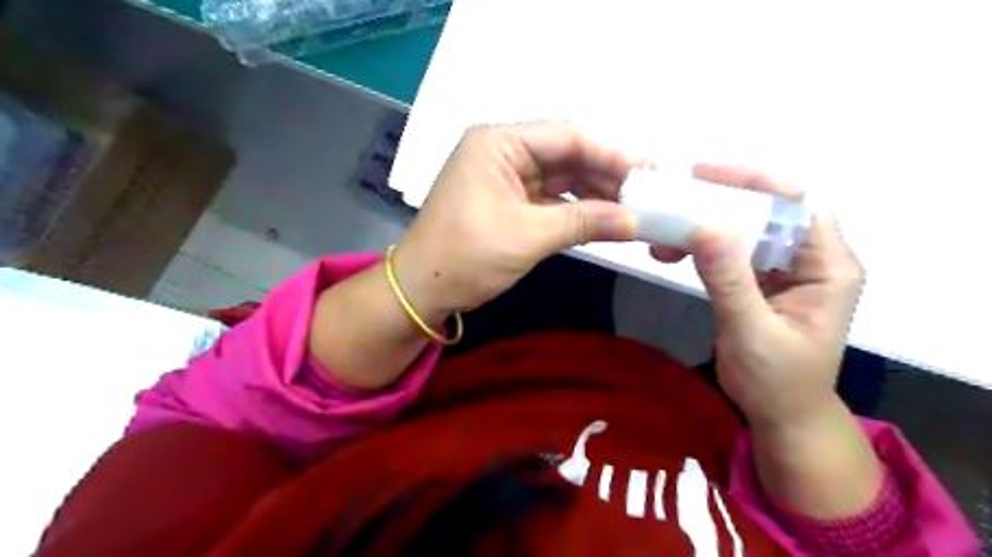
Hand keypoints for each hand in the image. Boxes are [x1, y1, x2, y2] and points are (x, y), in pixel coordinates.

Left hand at [394, 121, 635, 322]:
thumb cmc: (466, 256)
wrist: (423, 290)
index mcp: (499, 143)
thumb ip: (584, 222)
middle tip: (648, 194)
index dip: (611, 153)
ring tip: (634, 209)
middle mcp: (503, 152)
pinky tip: (605, 220)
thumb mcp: (527, 236)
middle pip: (567, 156)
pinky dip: (577, 210)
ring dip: (595, 194)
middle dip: (606, 175)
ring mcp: (506, 178)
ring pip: (562, 179)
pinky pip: (552, 200)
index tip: (649, 173)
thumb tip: (636, 221)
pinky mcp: (510, 203)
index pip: (567, 137)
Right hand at [657, 163, 865, 427]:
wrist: (782, 415)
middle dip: (720, 201)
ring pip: (745, 228)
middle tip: (675, 197)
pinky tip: (673, 250)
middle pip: (768, 209)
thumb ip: (729, 281)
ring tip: (665, 231)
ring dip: (705, 225)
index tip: (705, 174)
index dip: (756, 182)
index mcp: (829, 266)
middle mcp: (811, 259)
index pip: (798, 203)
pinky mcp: (761, 280)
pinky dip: (701, 246)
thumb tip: (703, 228)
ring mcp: (785, 269)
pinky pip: (731, 251)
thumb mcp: (751, 331)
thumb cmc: (777, 381)